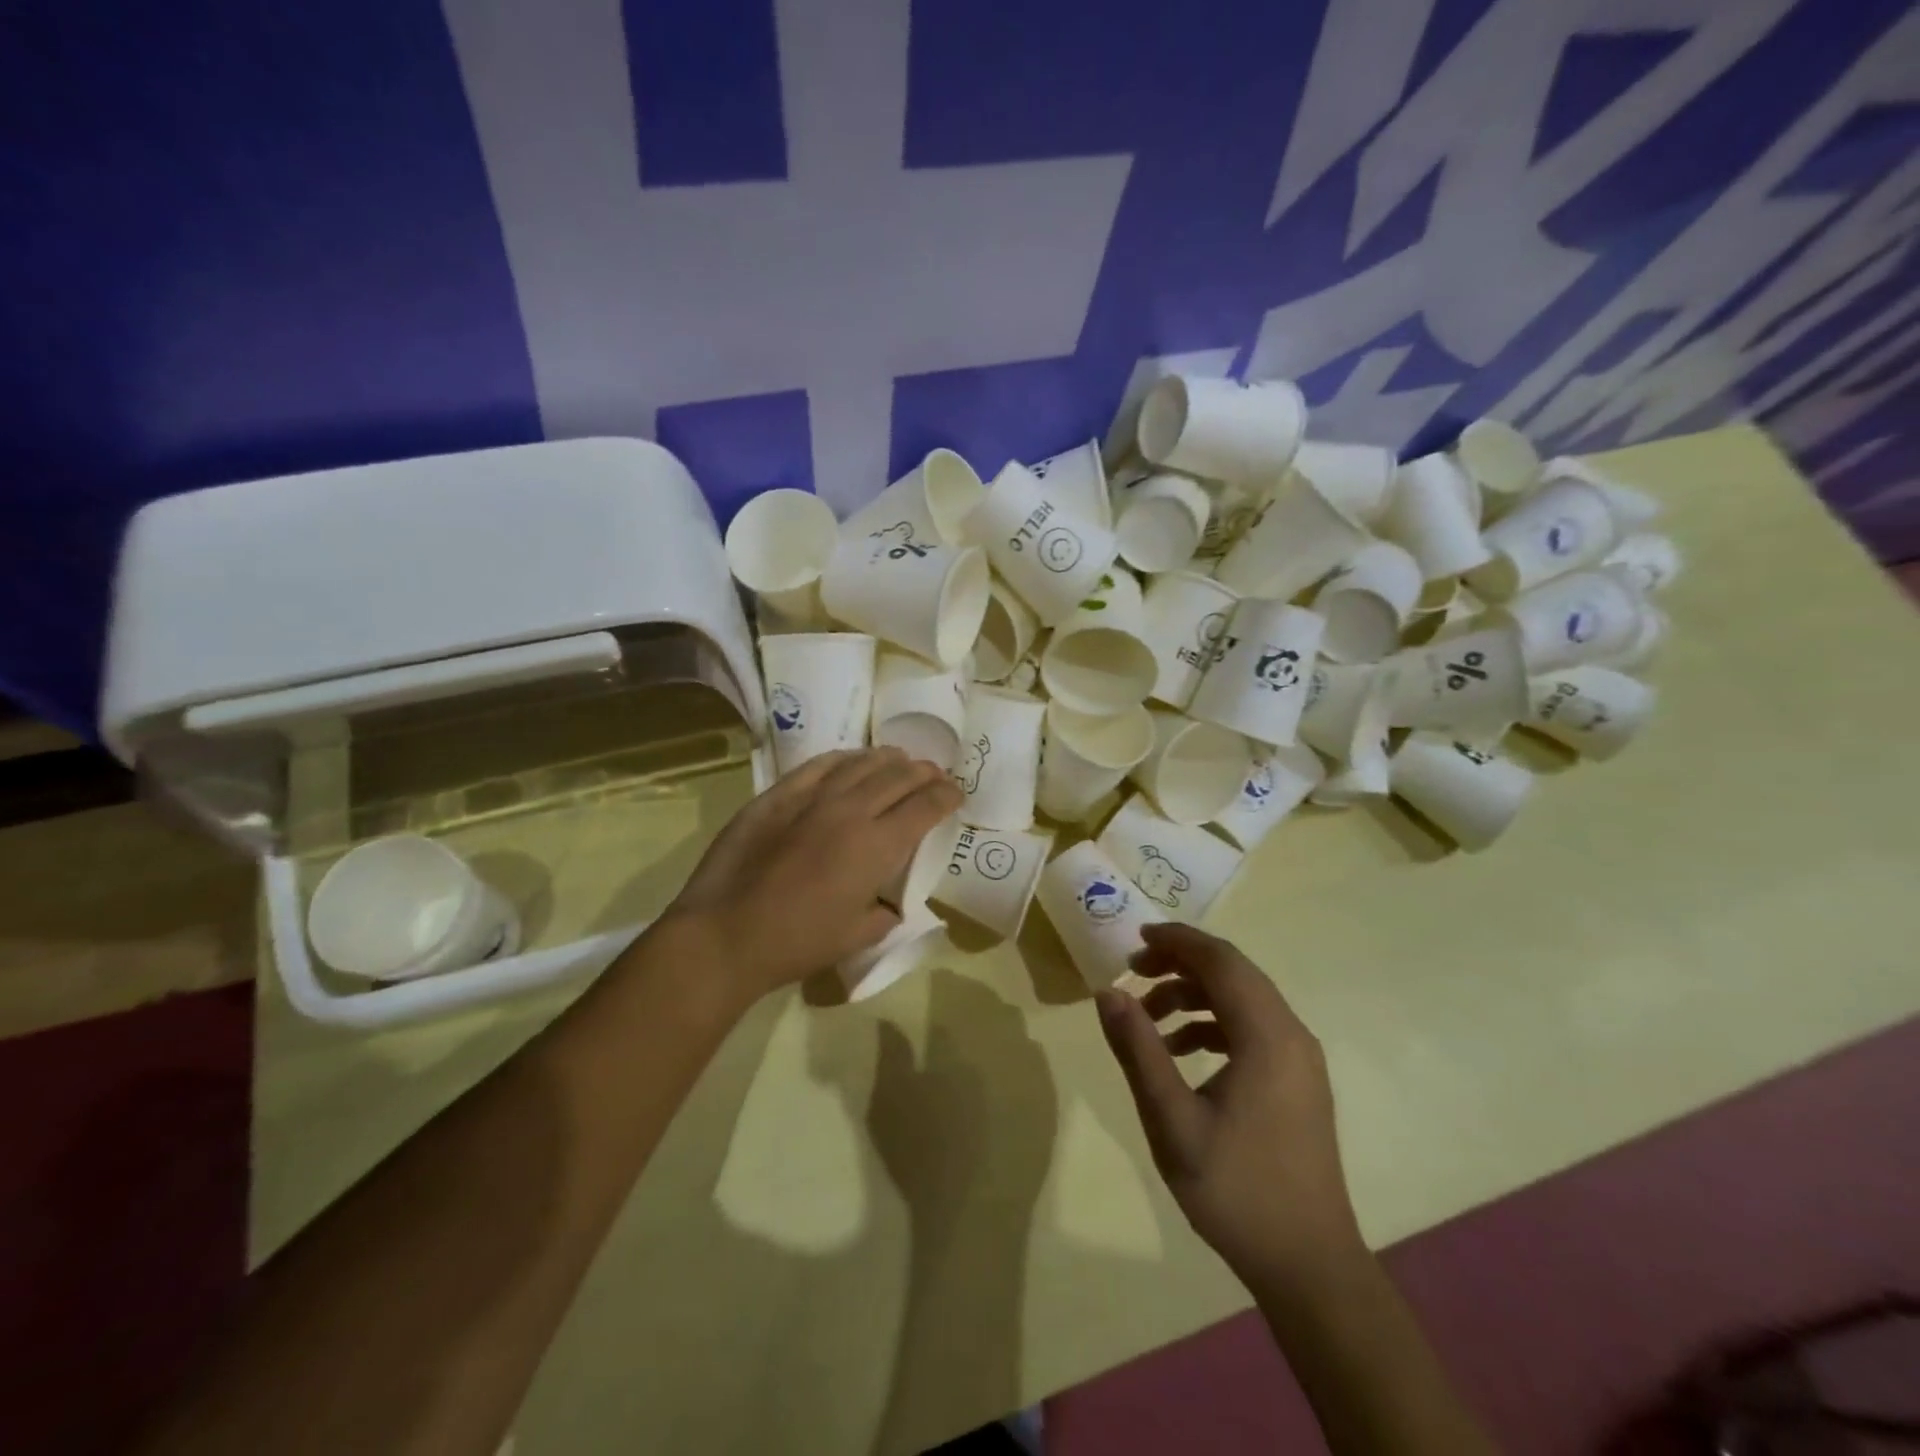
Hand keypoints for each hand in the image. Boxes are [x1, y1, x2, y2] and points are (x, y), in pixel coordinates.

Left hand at [663, 747, 961, 1003]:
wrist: (727, 933)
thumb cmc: (798, 942)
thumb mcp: (859, 936)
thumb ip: (886, 912)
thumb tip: (889, 899)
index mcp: (878, 846)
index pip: (926, 806)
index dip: (947, 795)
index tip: (956, 794)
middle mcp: (852, 810)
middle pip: (899, 776)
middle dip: (924, 773)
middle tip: (934, 775)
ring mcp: (813, 797)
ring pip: (862, 763)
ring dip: (889, 760)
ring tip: (900, 760)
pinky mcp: (779, 794)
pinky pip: (820, 764)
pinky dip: (845, 759)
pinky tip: (852, 760)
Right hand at [1096, 923, 1362, 1287]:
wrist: (1309, 1265)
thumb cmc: (1236, 1190)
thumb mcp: (1172, 1120)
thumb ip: (1138, 1049)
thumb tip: (1108, 992)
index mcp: (1267, 1036)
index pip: (1221, 961)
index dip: (1177, 941)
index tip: (1134, 939)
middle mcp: (1292, 1034)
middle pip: (1234, 972)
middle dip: (1181, 962)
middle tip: (1133, 972)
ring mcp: (1300, 1058)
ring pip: (1243, 999)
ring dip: (1195, 994)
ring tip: (1148, 1015)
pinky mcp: (1298, 1080)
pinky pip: (1253, 1027)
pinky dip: (1213, 1023)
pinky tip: (1180, 1051)